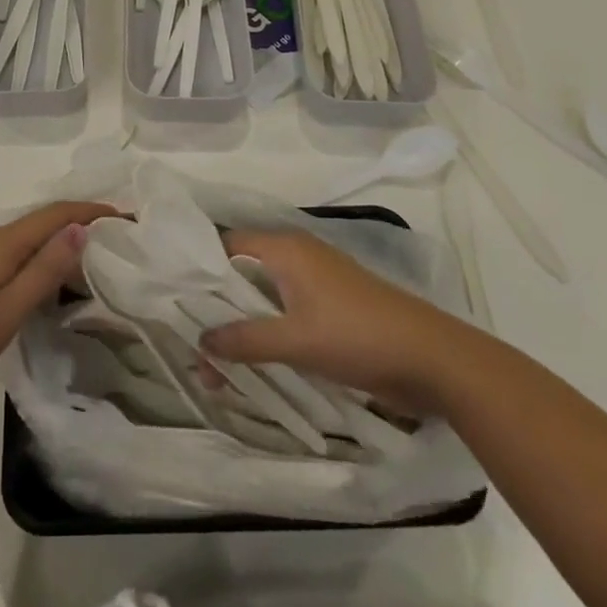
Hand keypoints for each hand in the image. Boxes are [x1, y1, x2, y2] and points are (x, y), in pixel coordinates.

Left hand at [0, 202, 120, 423]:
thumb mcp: (6, 311)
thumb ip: (44, 270)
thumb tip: (80, 228)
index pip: (54, 215)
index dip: (90, 211)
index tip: (126, 217)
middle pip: (39, 222)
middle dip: (78, 225)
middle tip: (115, 243)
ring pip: (22, 239)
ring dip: (56, 243)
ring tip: (88, 264)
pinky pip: (7, 254)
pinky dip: (34, 259)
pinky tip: (42, 283)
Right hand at [198, 229, 486, 417]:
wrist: (434, 360)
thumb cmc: (358, 336)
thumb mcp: (295, 340)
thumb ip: (244, 340)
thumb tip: (200, 342)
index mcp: (286, 249)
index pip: (228, 244)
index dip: (200, 267)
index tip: (172, 295)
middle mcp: (297, 256)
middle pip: (242, 272)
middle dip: (216, 306)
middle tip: (187, 337)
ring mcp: (316, 282)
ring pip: (263, 297)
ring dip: (240, 325)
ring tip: (212, 362)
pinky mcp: (331, 307)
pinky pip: (284, 312)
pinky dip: (265, 332)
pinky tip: (250, 363)